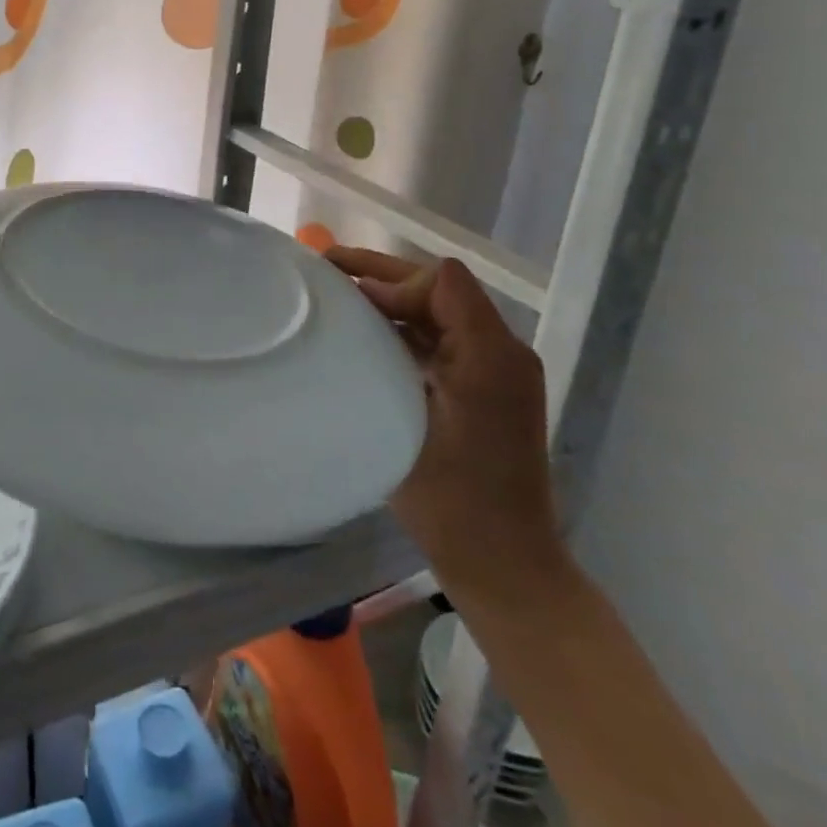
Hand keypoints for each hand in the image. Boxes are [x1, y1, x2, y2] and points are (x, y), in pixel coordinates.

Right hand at [327, 249, 570, 612]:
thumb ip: (395, 350)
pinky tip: (364, 336)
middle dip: (382, 274)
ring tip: (337, 295)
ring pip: (436, 312)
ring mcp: (493, 371)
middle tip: (326, 265)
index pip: (441, 281)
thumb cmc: (452, 495)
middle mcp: (499, 351)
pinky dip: (401, 329)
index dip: (392, 280)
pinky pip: (439, 340)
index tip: (352, 300)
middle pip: (439, 289)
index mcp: (492, 352)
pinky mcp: (481, 390)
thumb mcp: (412, 417)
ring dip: (389, 299)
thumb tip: (364, 303)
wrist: (501, 562)